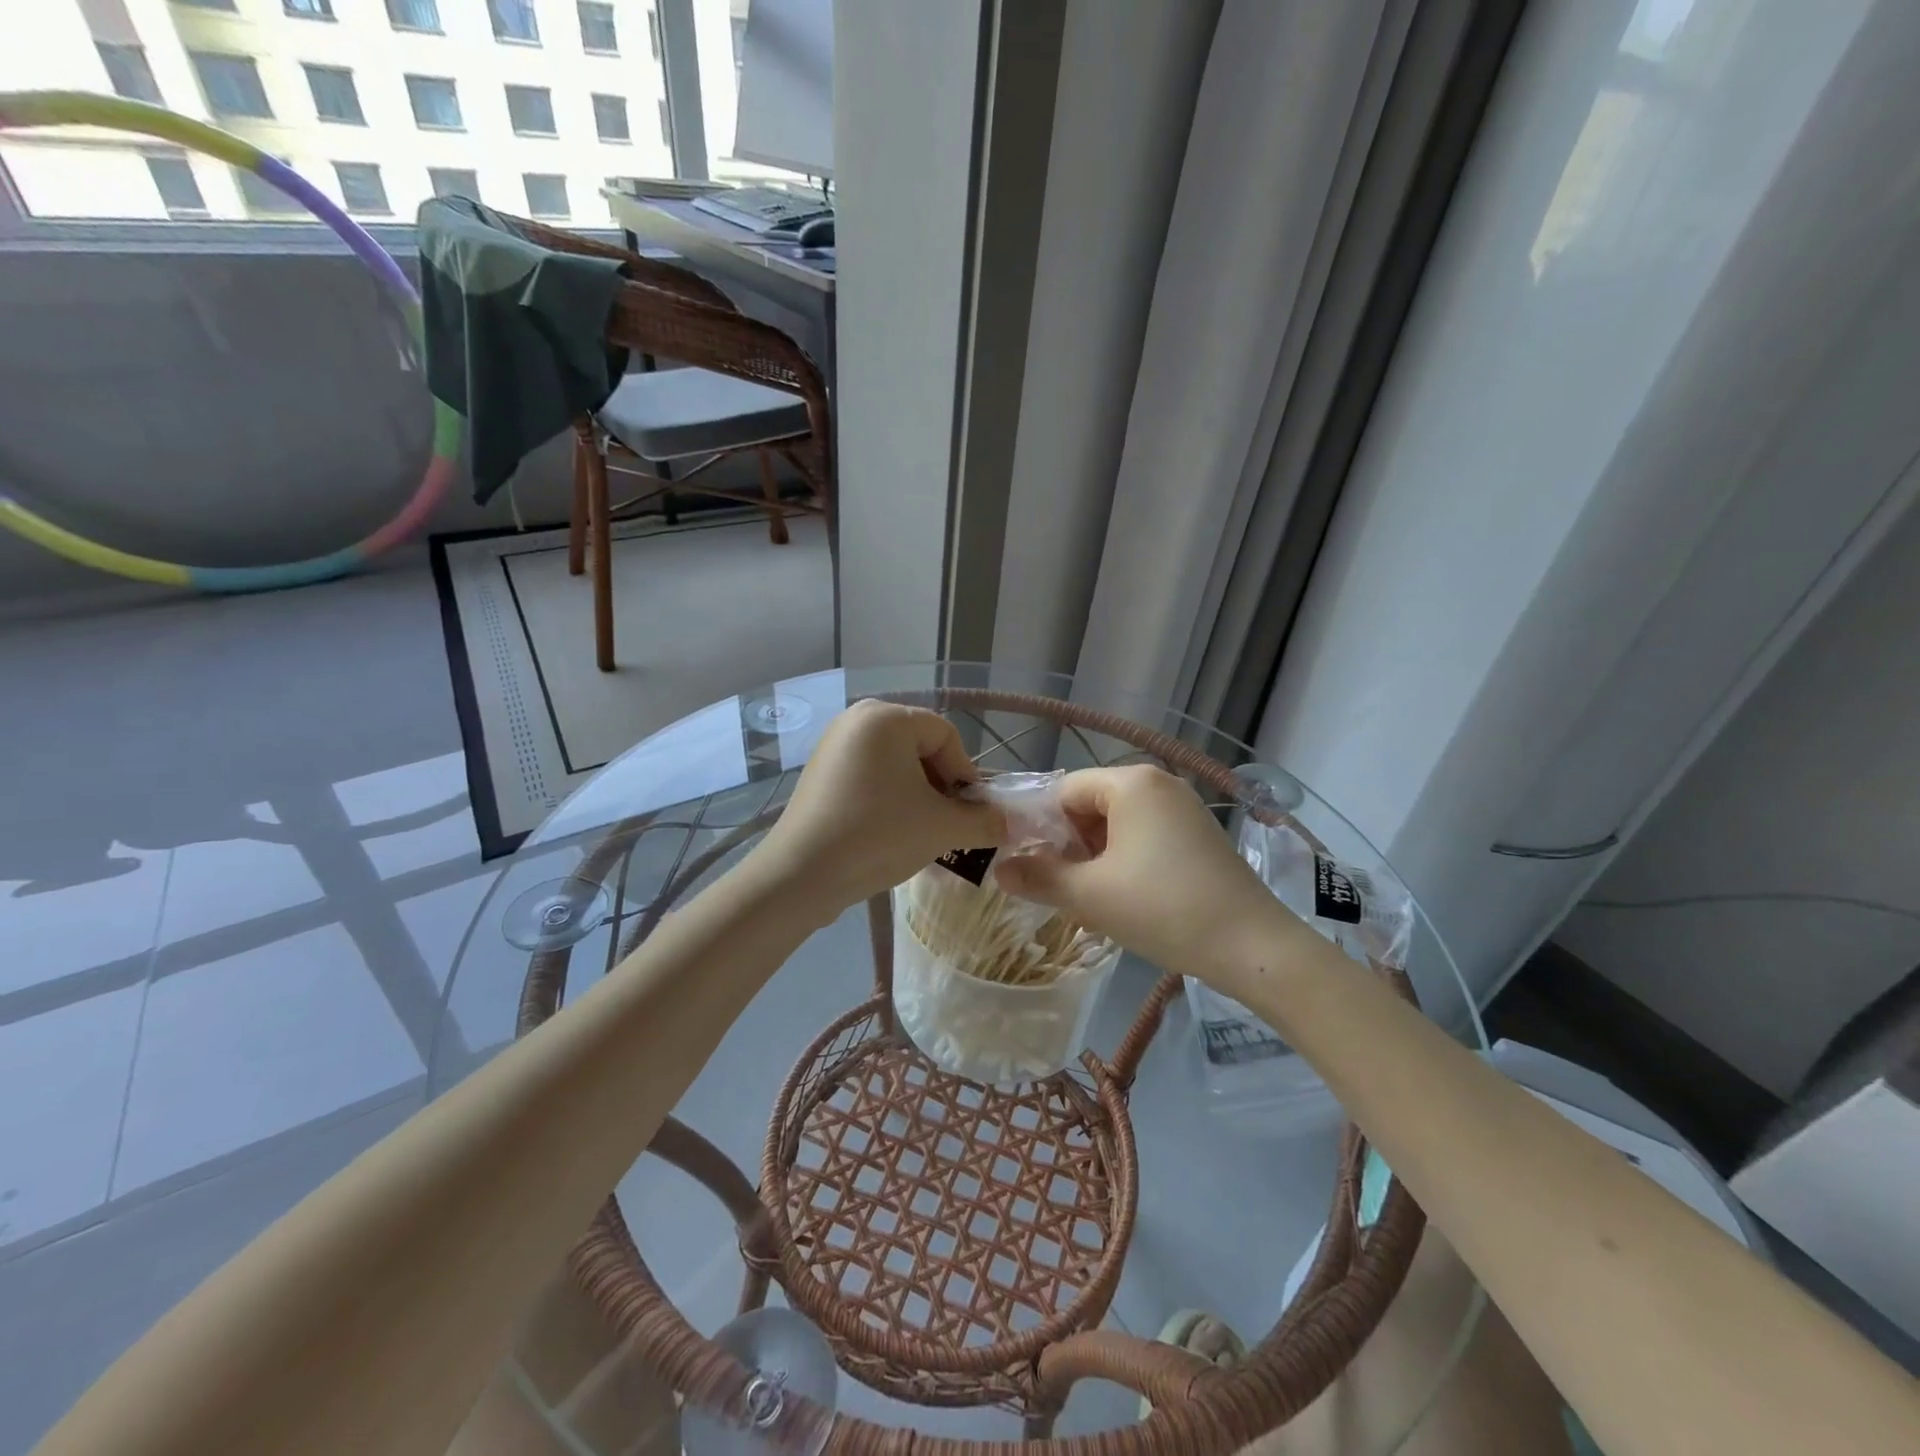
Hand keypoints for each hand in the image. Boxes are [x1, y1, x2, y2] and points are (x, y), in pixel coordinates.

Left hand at [755, 700, 1002, 911]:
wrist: (801, 875)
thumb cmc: (878, 836)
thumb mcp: (942, 828)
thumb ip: (984, 821)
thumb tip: (1011, 823)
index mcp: (886, 717)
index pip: (946, 736)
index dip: (965, 774)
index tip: (968, 813)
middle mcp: (857, 718)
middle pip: (921, 745)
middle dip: (941, 785)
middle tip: (946, 822)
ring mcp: (834, 744)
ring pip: (896, 763)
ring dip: (917, 794)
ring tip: (920, 831)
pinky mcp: (821, 771)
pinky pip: (870, 775)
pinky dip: (889, 797)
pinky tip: (889, 830)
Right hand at [991, 765, 1290, 983]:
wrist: (1253, 946)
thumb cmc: (1162, 909)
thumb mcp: (1090, 895)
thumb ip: (1039, 877)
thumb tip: (999, 870)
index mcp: (1131, 783)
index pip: (1063, 791)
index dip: (1041, 828)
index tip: (1033, 868)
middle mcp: (1159, 784)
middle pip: (1091, 805)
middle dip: (1070, 845)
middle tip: (1063, 888)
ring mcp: (1184, 808)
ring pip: (1118, 824)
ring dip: (1096, 857)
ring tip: (1092, 899)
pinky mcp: (1199, 834)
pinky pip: (1145, 836)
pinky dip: (1125, 860)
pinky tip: (1126, 898)